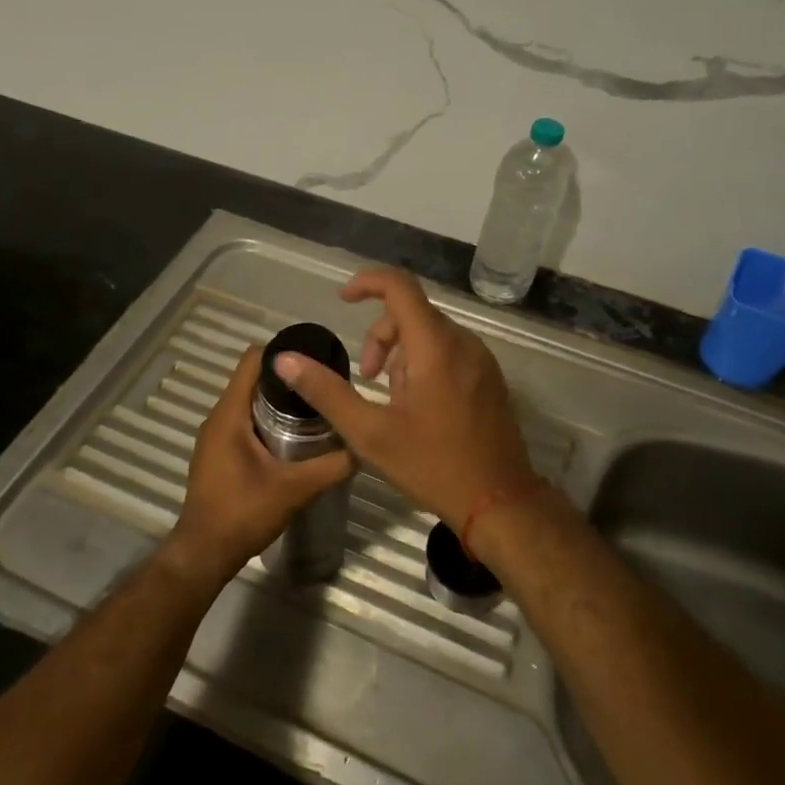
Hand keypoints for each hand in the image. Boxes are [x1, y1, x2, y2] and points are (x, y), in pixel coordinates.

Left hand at [161, 344, 354, 587]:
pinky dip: (268, 420)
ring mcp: (215, 436)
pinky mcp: (219, 453)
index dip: (283, 353)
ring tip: (315, 409)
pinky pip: (245, 421)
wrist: (204, 553)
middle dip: (288, 378)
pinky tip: (294, 438)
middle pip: (253, 379)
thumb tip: (363, 447)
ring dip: (279, 400)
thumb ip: (331, 466)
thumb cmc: (243, 514)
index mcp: (229, 414)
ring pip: (250, 401)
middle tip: (324, 387)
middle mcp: (218, 417)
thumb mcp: (294, 489)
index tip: (315, 359)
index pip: (252, 360)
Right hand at [273, 268, 534, 538]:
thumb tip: (285, 360)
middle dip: (381, 338)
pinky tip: (419, 406)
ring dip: (402, 355)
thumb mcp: (370, 433)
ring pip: (431, 334)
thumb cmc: (433, 466)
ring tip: (394, 401)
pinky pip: (450, 351)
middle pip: (412, 313)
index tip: (342, 299)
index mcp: (435, 348)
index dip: (367, 282)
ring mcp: (482, 360)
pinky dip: (425, 364)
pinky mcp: (490, 378)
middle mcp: (463, 343)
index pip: (400, 287)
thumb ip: (326, 392)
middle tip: (367, 380)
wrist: (500, 502)